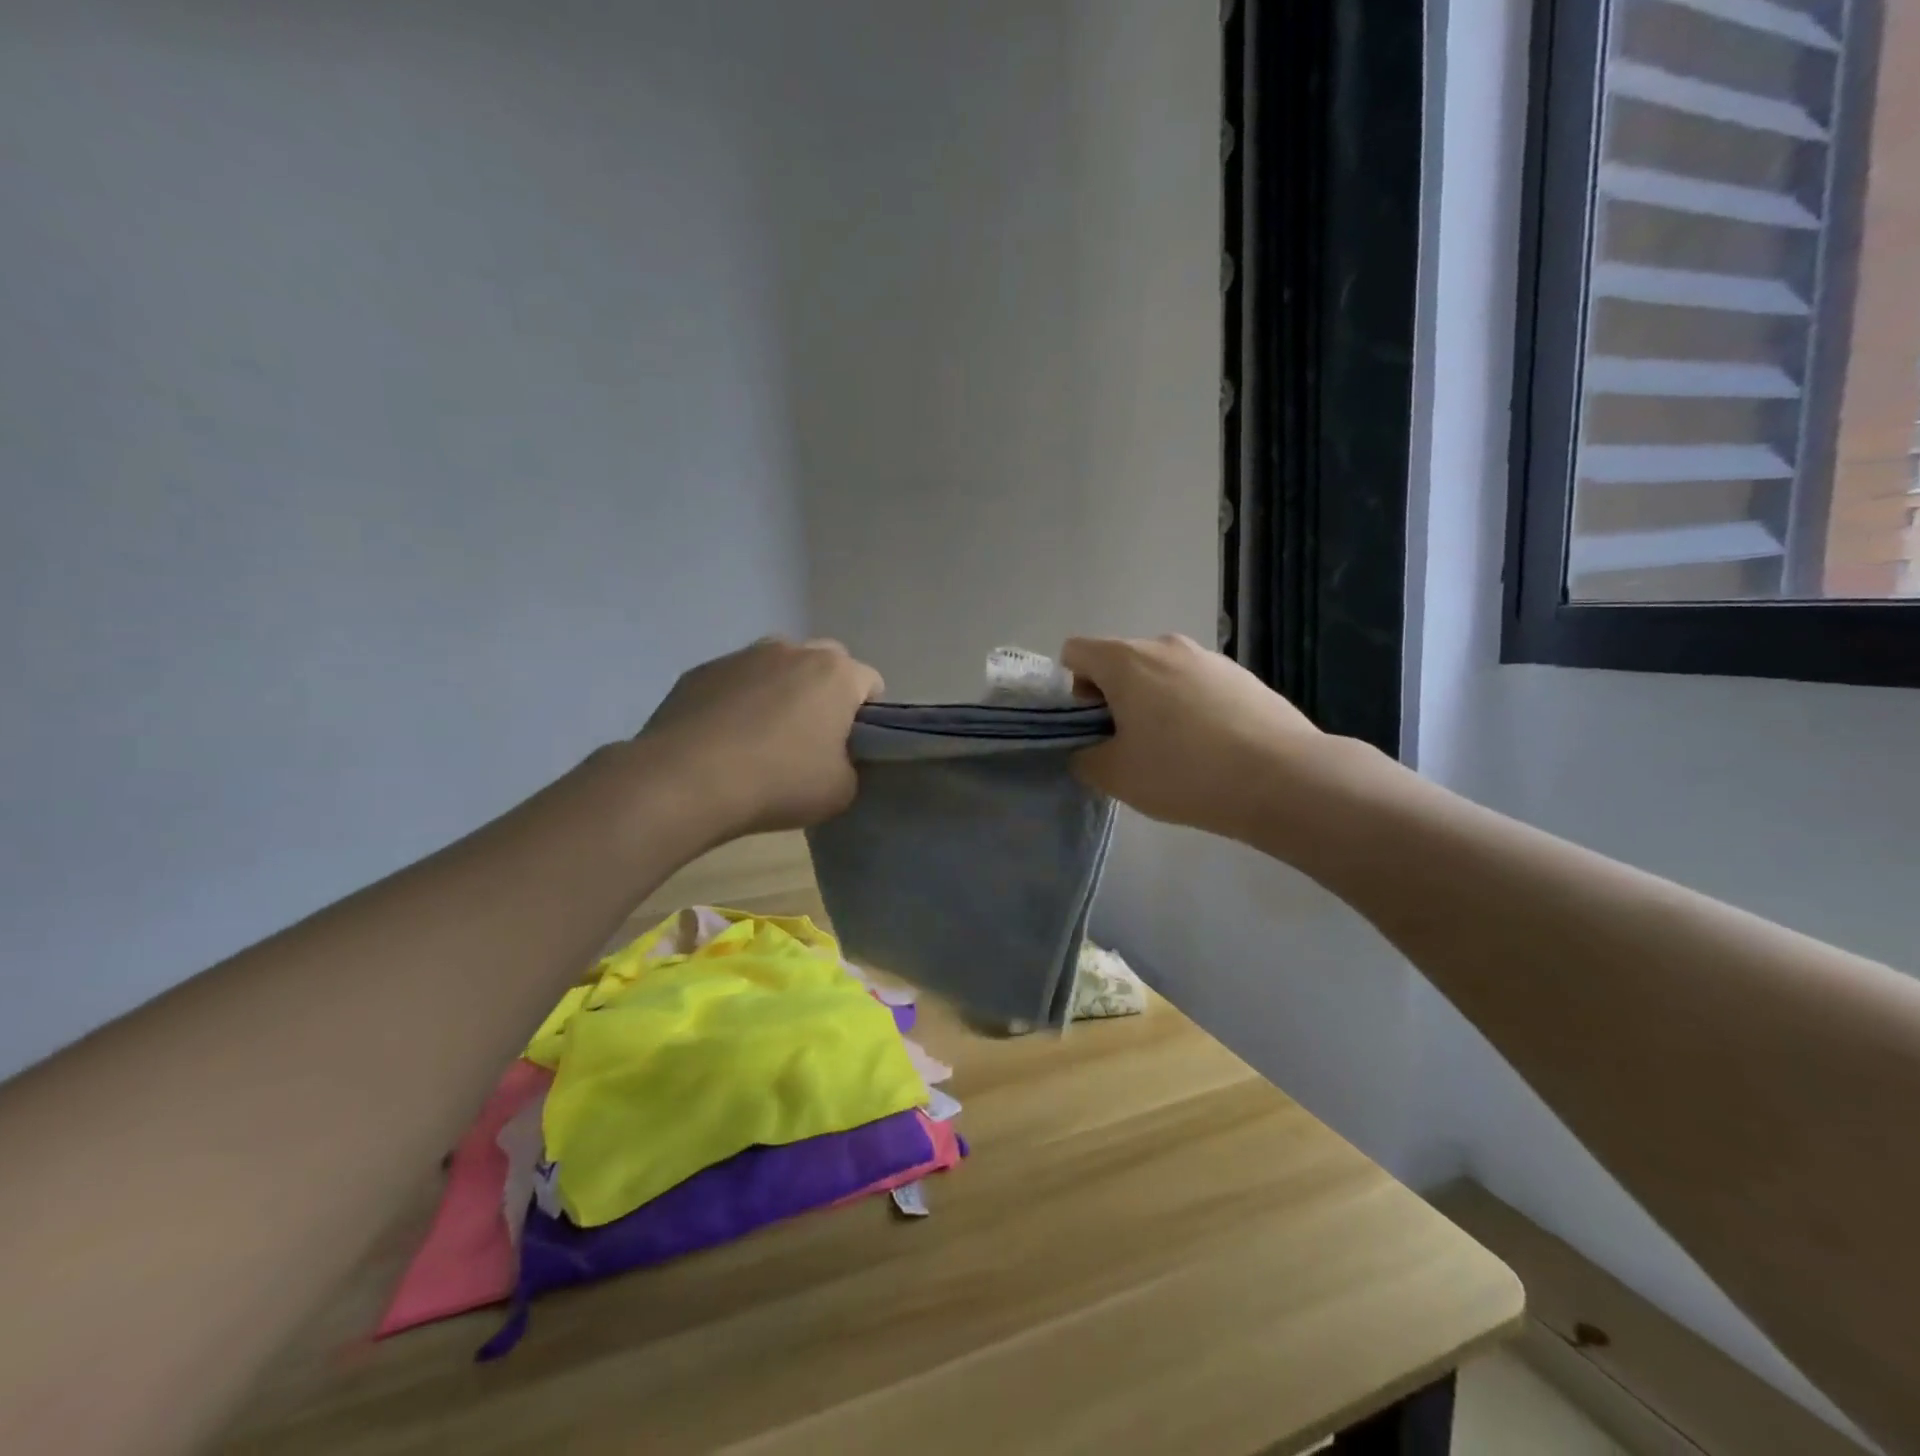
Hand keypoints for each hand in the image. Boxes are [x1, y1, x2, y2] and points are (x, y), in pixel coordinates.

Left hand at [637, 637, 882, 838]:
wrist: (686, 780)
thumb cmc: (778, 782)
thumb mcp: (840, 790)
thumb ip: (851, 765)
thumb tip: (834, 757)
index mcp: (836, 673)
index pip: (870, 683)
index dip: (868, 716)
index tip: (853, 747)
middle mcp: (792, 650)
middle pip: (825, 664)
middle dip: (826, 694)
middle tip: (812, 740)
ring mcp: (742, 656)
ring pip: (777, 667)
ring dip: (780, 692)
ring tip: (762, 739)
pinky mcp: (700, 670)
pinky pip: (734, 682)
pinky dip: (738, 702)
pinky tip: (723, 740)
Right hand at [1061, 633, 1327, 841]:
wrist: (1283, 779)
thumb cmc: (1183, 772)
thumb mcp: (1114, 775)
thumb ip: (1084, 756)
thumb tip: (1088, 747)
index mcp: (1126, 660)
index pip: (1075, 652)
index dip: (1072, 691)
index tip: (1094, 728)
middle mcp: (1165, 645)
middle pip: (1119, 662)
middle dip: (1113, 698)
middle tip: (1130, 746)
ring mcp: (1209, 657)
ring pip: (1160, 674)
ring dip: (1153, 703)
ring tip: (1175, 751)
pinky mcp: (1243, 675)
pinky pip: (1196, 685)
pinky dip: (1190, 708)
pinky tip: (1211, 749)